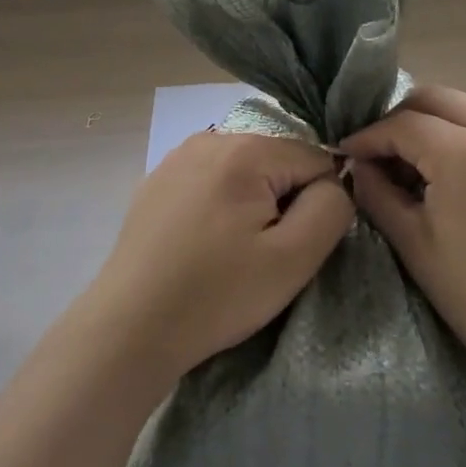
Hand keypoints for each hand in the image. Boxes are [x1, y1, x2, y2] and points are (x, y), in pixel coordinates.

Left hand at [84, 131, 355, 383]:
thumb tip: (335, 182)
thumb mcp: (294, 259)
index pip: (315, 159)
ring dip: (252, 204)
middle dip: (282, 202)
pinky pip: (211, 180)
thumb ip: (331, 208)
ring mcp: (178, 156)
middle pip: (278, 161)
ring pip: (245, 171)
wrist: (130, 328)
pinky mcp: (157, 179)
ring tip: (231, 251)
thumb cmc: (217, 295)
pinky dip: (220, 205)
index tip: (291, 245)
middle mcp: (210, 138)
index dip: (317, 205)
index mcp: (246, 150)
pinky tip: (203, 244)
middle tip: (261, 254)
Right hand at [340, 87, 465, 403]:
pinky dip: (456, 135)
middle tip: (374, 155)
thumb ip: (377, 193)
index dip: (366, 137)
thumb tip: (358, 164)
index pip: (401, 124)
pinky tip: (443, 172)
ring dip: (427, 125)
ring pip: (460, 108)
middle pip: (433, 99)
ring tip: (407, 166)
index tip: (344, 155)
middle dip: (397, 120)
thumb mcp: (414, 245)